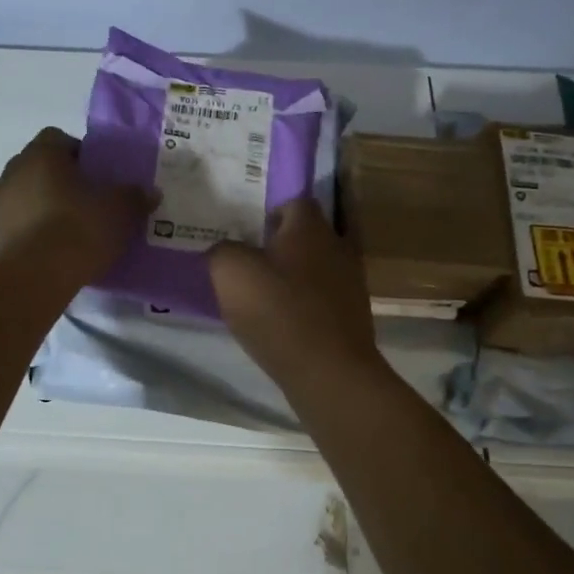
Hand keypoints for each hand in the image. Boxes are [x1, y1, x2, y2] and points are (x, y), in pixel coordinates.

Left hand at [0, 127, 152, 279]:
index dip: (76, 153)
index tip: (94, 174)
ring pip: (20, 196)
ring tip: (62, 229)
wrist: (37, 275)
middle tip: (82, 201)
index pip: (56, 138)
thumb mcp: (120, 211)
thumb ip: (134, 197)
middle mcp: (12, 172)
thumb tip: (150, 193)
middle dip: (56, 179)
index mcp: (41, 154)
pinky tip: (47, 251)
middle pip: (35, 166)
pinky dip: (26, 233)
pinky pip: (12, 226)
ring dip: (37, 205)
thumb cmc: (79, 228)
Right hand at [209, 199, 382, 386]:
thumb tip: (224, 250)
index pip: (294, 201)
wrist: (329, 372)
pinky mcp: (352, 315)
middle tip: (250, 258)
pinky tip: (282, 319)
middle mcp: (337, 246)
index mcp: (310, 228)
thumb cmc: (279, 312)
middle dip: (281, 243)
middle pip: (307, 233)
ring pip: (317, 265)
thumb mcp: (230, 274)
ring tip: (263, 291)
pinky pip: (323, 297)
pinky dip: (304, 302)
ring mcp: (350, 282)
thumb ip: (222, 251)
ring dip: (294, 274)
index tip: (247, 229)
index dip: (269, 211)